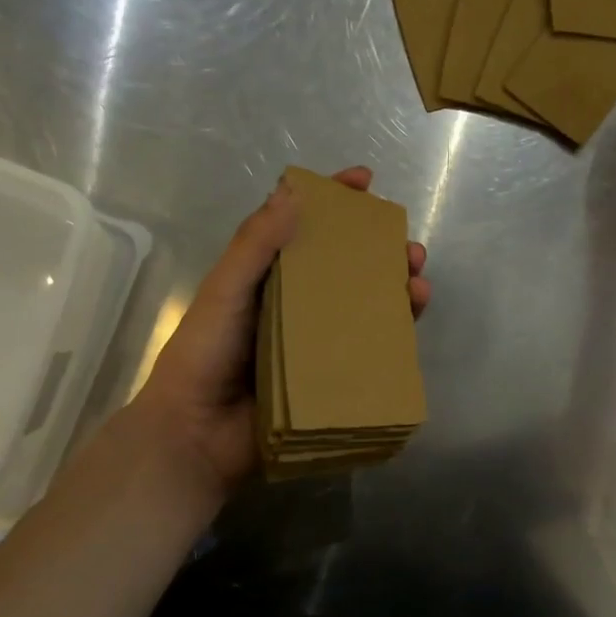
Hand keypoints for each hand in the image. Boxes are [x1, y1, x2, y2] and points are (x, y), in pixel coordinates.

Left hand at [132, 166, 429, 496]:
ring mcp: (317, 342)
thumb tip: (295, 193)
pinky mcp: (332, 376)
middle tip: (407, 247)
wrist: (197, 435)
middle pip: (346, 267)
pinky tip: (412, 318)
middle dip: (381, 250)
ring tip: (418, 281)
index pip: (305, 228)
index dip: (335, 202)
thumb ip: (254, 245)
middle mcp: (297, 304)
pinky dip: (394, 331)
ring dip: (396, 288)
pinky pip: (370, 347)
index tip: (366, 181)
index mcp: (267, 278)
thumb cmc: (205, 355)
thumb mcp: (224, 291)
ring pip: (366, 305)